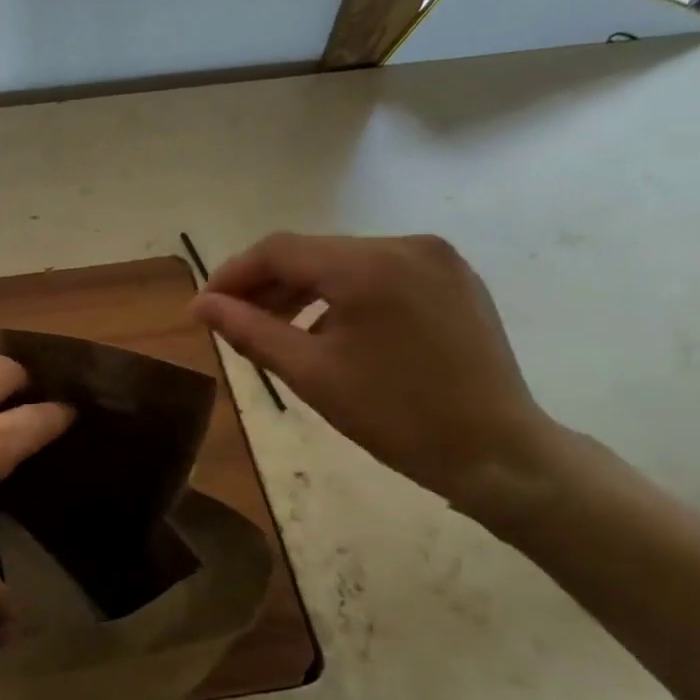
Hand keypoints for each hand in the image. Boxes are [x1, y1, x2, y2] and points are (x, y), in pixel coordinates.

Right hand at [193, 233, 563, 513]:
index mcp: (368, 266)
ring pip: (346, 262)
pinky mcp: (454, 277)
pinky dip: (345, 294)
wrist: (498, 453)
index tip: (206, 307)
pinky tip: (332, 329)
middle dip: (268, 285)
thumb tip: (200, 305)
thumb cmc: (396, 417)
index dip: (234, 274)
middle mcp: (404, 245)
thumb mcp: (310, 374)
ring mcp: (436, 258)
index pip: (279, 250)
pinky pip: (381, 273)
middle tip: (237, 323)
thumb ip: (248, 330)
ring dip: (305, 290)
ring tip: (279, 330)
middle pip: (313, 253)